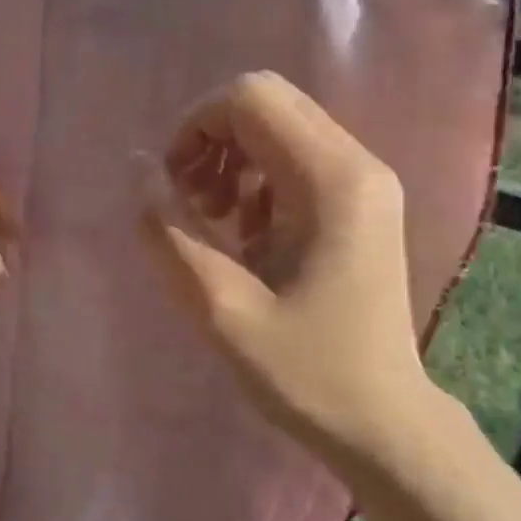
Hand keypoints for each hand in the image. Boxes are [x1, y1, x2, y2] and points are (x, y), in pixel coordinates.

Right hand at [138, 71, 437, 466]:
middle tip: (187, 203)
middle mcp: (357, 163)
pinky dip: (254, 181)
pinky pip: (294, 159)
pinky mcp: (361, 202)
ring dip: (229, 160)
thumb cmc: (305, 372)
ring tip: (212, 222)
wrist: (383, 423)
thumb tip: (137, 167)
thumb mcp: (219, 307)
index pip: (250, 98)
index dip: (194, 127)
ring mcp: (365, 181)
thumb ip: (169, 231)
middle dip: (209, 141)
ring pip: (277, 127)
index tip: (171, 184)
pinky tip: (244, 235)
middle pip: (265, 103)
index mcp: (331, 180)